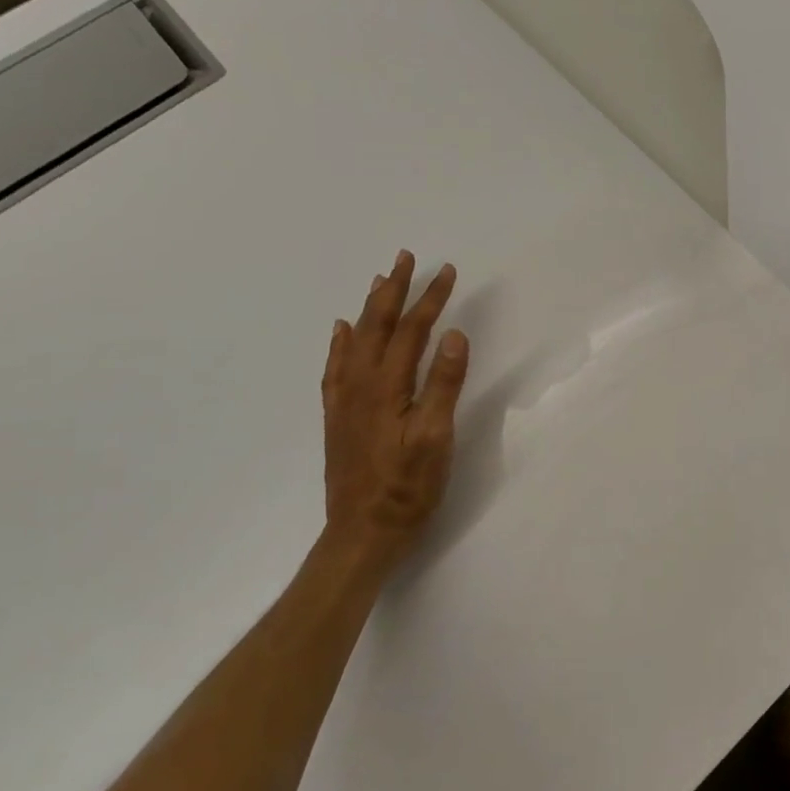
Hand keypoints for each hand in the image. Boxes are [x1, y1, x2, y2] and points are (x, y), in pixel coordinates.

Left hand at [321, 250, 469, 567]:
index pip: (412, 330)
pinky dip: (341, 342)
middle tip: (405, 257)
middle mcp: (360, 384)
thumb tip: (454, 334)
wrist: (362, 533)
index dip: (431, 299)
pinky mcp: (338, 417)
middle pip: (378, 325)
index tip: (448, 271)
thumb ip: (443, 384)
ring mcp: (345, 400)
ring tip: (379, 281)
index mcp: (387, 386)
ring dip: (370, 307)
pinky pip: (336, 367)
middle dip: (394, 289)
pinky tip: (342, 331)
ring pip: (356, 341)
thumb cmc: (408, 487)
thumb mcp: (436, 437)